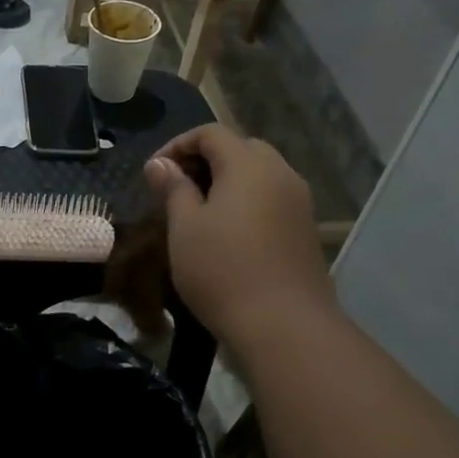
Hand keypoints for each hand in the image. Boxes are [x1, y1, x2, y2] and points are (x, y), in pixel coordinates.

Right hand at [144, 125, 332, 346]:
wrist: (283, 324)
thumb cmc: (222, 270)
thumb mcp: (184, 227)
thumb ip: (173, 188)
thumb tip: (159, 164)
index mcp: (248, 165)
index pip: (211, 133)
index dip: (177, 145)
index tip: (154, 173)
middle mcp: (280, 173)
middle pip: (240, 148)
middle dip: (205, 160)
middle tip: (176, 188)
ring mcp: (298, 201)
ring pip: (259, 174)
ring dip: (227, 181)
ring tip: (198, 210)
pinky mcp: (305, 229)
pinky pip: (271, 198)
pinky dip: (246, 201)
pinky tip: (227, 232)